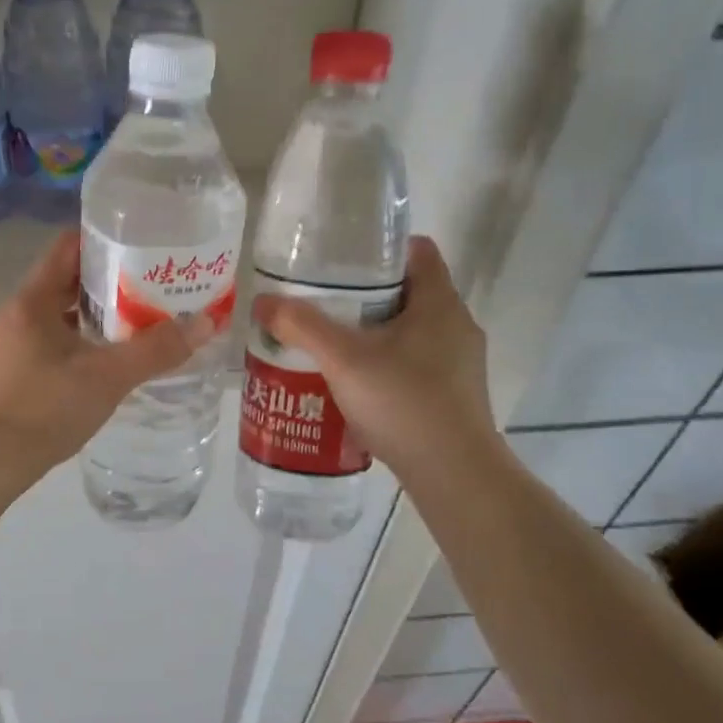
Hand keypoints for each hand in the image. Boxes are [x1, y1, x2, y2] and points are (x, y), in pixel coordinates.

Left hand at [0, 230, 211, 483]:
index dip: (104, 239)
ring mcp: (8, 345)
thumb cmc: (43, 409)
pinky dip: (79, 342)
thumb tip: (206, 323)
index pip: (67, 247)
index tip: (142, 244)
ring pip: (58, 316)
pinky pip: (49, 343)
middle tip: (153, 286)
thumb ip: (156, 350)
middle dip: (109, 282)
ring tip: (139, 322)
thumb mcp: (107, 377)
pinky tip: (107, 362)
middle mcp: (15, 314)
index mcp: (31, 301)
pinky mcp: (9, 374)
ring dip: (95, 316)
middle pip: (65, 281)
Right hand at [251, 236, 498, 479]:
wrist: (454, 475)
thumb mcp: (343, 360)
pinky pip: (414, 363)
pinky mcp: (454, 394)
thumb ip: (302, 326)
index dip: (379, 247)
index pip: (417, 250)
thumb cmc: (404, 403)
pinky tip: (353, 384)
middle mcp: (456, 325)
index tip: (340, 259)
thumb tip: (263, 301)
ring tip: (329, 343)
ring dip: (372, 333)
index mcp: (439, 303)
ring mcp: (459, 363)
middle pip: (408, 291)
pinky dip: (384, 364)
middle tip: (321, 302)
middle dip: (364, 294)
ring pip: (409, 331)